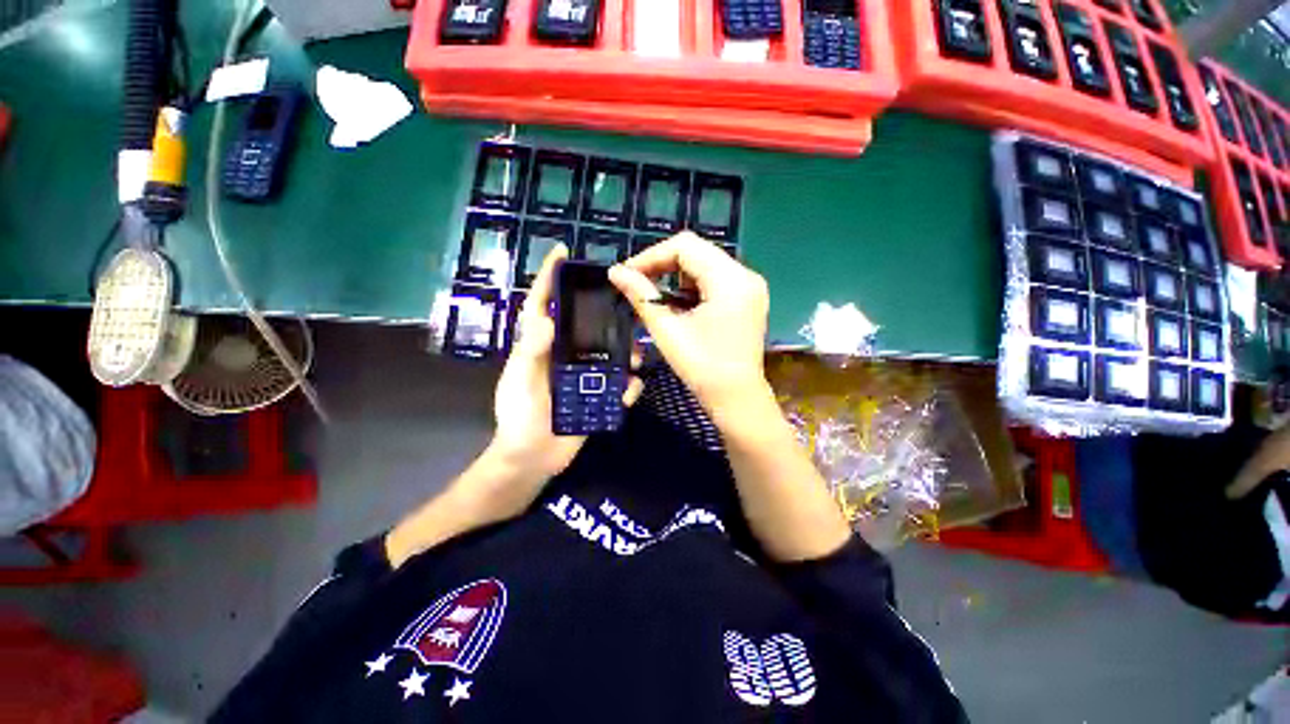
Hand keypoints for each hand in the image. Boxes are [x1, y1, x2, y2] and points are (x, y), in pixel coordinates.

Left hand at [489, 243, 643, 483]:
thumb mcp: (522, 383)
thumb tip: (545, 316)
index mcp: (540, 346)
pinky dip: (627, 386)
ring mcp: (581, 375)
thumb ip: (532, 353)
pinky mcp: (595, 395)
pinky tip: (634, 387)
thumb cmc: (520, 419)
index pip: (542, 304)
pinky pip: (617, 386)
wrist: (533, 460)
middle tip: (625, 304)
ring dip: (625, 352)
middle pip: (585, 324)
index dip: (550, 277)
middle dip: (604, 312)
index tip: (562, 252)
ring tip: (639, 356)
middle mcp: (563, 355)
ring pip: (608, 354)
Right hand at [608, 232, 770, 417]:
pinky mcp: (747, 300)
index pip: (686, 246)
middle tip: (636, 283)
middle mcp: (746, 275)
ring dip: (675, 275)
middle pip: (697, 252)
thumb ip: (641, 296)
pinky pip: (714, 280)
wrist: (737, 401)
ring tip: (652, 294)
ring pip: (705, 264)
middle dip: (662, 264)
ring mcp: (750, 287)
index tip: (627, 274)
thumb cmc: (702, 368)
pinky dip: (691, 287)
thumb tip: (615, 272)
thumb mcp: (668, 330)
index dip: (651, 256)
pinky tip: (677, 303)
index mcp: (731, 279)